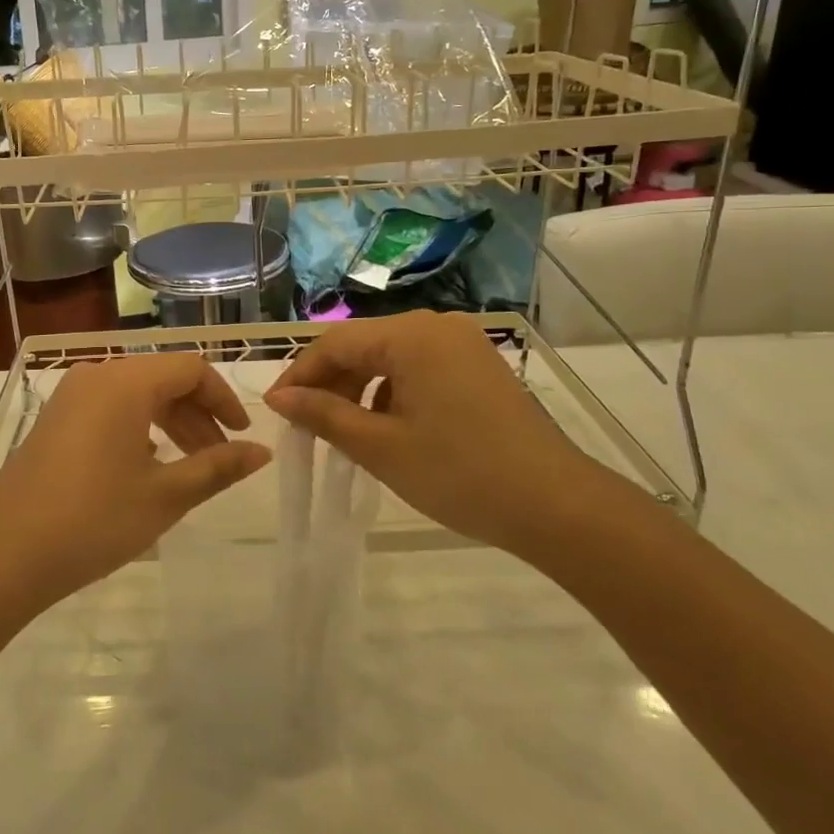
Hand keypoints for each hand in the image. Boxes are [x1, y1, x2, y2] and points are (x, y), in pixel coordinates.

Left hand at [0, 354, 271, 610]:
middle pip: (163, 379)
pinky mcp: (55, 419)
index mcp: (126, 382)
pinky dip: (139, 428)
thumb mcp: (165, 496)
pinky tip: (146, 467)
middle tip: (219, 458)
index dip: (223, 398)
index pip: (191, 369)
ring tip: (189, 467)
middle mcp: (97, 375)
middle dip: (198, 414)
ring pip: (136, 395)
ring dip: (170, 423)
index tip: (242, 436)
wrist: (3, 553)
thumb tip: (262, 452)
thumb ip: (218, 467)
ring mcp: (70, 396)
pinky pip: (110, 408)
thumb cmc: (93, 519)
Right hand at [263, 311, 618, 556]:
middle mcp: (437, 327)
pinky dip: (393, 393)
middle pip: (364, 345)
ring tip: (343, 431)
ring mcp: (463, 345)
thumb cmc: (459, 473)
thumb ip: (323, 415)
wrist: (557, 506)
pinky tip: (387, 428)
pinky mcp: (479, 367)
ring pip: (391, 357)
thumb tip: (279, 397)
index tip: (276, 410)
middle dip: (330, 383)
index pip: (335, 343)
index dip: (300, 374)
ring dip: (360, 389)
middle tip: (306, 425)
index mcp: (412, 336)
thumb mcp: (379, 446)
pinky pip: (419, 368)